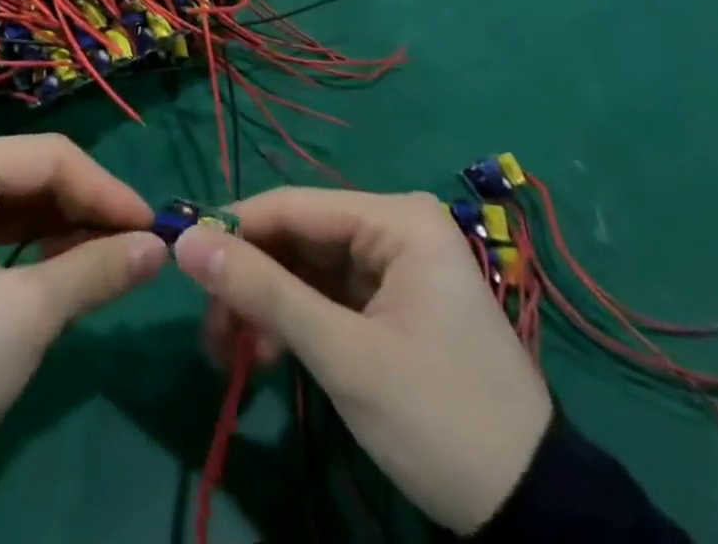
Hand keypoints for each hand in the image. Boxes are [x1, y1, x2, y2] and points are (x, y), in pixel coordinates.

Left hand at [0, 135, 167, 471]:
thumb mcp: (26, 316)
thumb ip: (97, 270)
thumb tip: (159, 247)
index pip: (51, 157)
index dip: (108, 191)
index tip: (155, 230)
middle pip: (37, 173)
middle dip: (89, 209)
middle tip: (140, 250)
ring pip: (23, 197)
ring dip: (69, 227)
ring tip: (113, 261)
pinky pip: (2, 222)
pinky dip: (40, 243)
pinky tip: (70, 266)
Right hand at [172, 189, 551, 534]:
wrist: (538, 517)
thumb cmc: (441, 419)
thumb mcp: (345, 356)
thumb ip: (263, 292)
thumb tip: (183, 241)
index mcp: (395, 218)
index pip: (292, 206)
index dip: (232, 229)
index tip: (180, 259)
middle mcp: (393, 227)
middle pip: (296, 238)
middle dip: (249, 281)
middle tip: (209, 330)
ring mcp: (394, 266)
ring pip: (304, 268)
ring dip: (265, 307)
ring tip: (232, 354)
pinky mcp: (391, 303)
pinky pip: (325, 295)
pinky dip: (292, 323)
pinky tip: (268, 357)